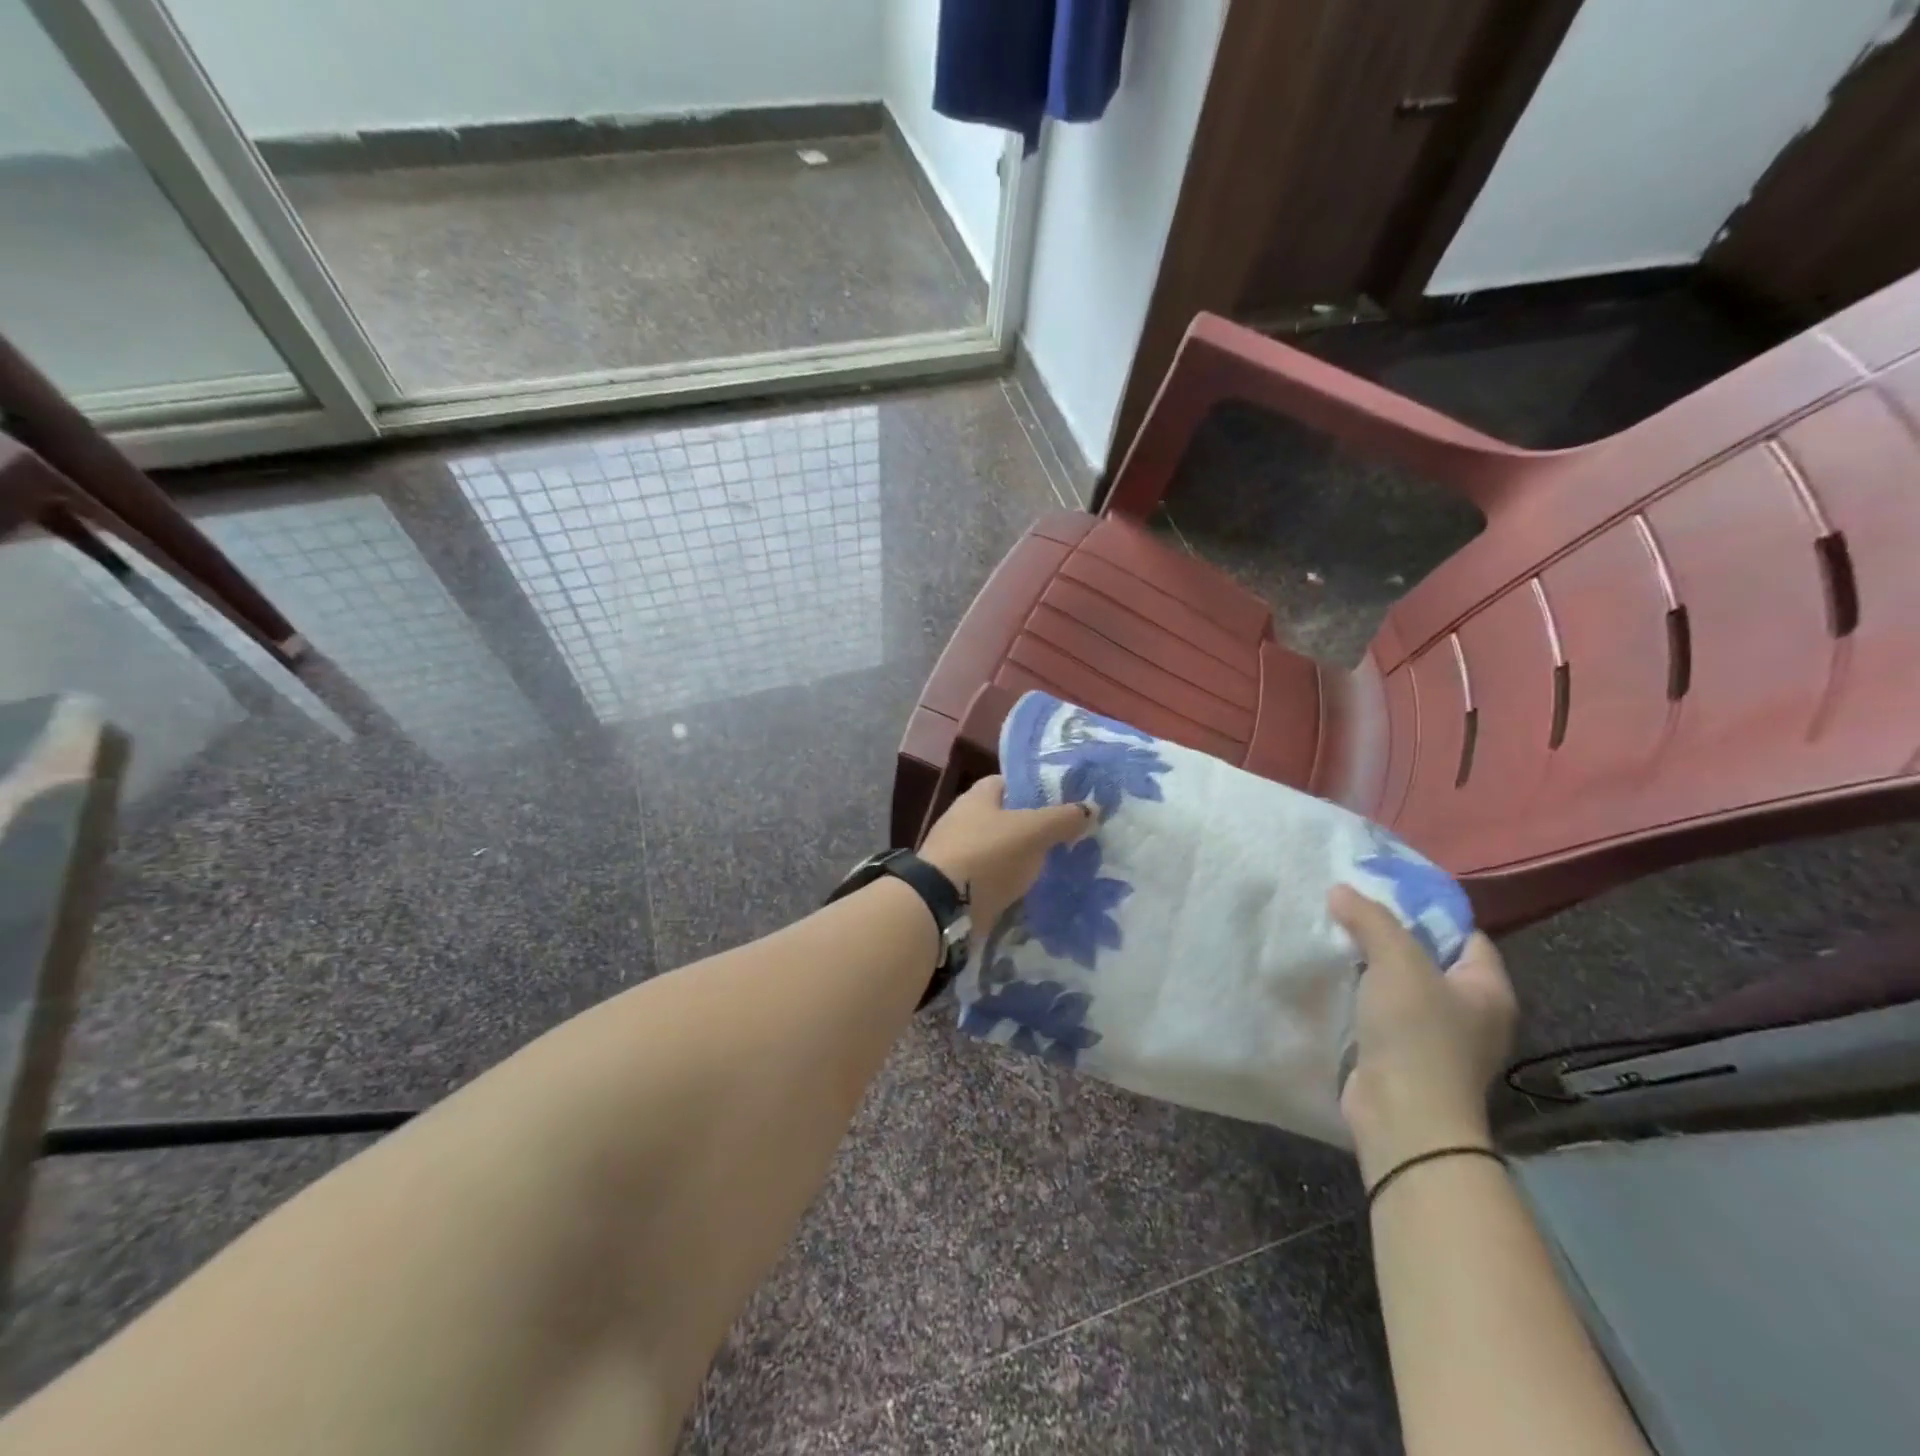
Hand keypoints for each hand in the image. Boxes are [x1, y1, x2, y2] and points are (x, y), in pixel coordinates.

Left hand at [920, 775, 1091, 932]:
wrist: (941, 906)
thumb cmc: (988, 854)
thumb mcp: (1034, 831)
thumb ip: (1063, 819)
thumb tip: (1092, 808)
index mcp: (977, 797)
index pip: (1008, 783)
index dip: (1034, 789)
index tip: (1062, 803)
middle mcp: (963, 820)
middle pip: (1004, 819)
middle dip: (1032, 828)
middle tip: (1066, 838)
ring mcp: (957, 855)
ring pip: (999, 851)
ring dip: (1021, 859)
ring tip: (1055, 868)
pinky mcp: (957, 887)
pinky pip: (991, 880)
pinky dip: (1008, 885)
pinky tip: (1030, 893)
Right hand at [1330, 885, 1517, 1182]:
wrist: (1402, 1116)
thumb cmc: (1416, 1034)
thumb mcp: (1397, 962)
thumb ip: (1371, 919)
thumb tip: (1341, 890)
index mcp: (1488, 990)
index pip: (1465, 935)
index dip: (1428, 911)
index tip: (1384, 894)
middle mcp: (1472, 1014)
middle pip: (1430, 959)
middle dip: (1392, 936)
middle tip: (1351, 911)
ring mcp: (1439, 1039)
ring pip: (1403, 986)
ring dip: (1372, 967)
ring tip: (1335, 938)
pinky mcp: (1405, 1057)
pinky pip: (1384, 1012)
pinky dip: (1362, 995)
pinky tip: (1334, 979)